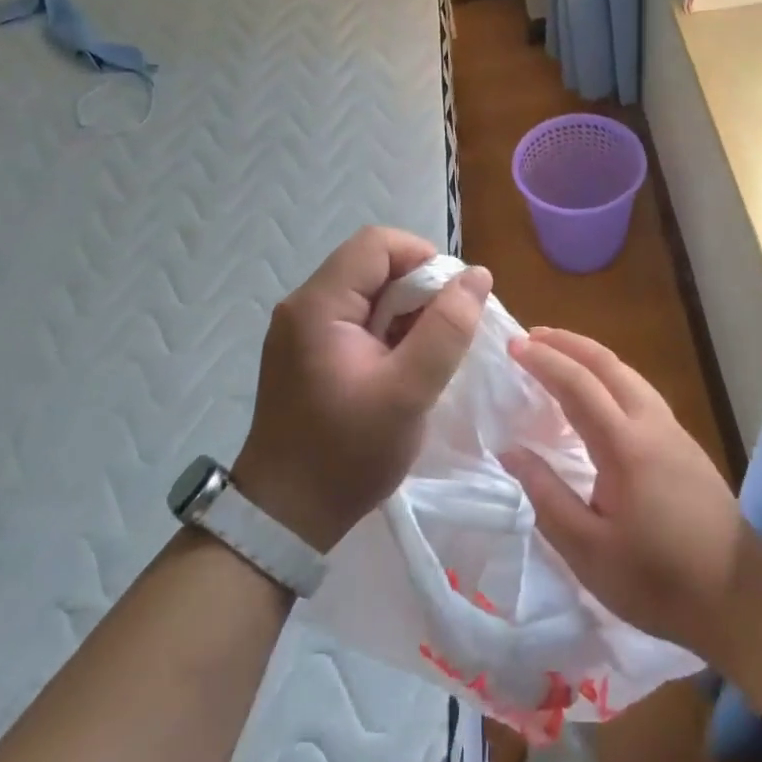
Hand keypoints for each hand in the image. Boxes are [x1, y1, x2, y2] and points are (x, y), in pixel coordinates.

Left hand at [233, 227, 491, 551]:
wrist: (285, 517)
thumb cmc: (347, 454)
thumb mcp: (408, 392)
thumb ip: (446, 330)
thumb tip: (477, 275)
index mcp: (319, 305)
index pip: (378, 244)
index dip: (423, 259)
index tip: (453, 301)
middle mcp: (304, 305)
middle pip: (372, 264)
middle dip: (418, 289)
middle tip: (445, 334)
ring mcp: (301, 328)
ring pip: (367, 291)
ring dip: (406, 312)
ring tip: (427, 355)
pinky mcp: (306, 351)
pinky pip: (356, 318)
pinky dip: (387, 330)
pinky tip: (402, 366)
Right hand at [498, 328, 761, 664]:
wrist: (739, 596)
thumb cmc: (657, 580)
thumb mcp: (587, 550)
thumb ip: (546, 495)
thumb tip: (511, 451)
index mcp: (625, 445)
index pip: (578, 385)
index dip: (544, 361)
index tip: (513, 346)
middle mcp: (652, 423)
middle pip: (608, 364)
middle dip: (568, 344)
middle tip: (532, 337)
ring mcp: (674, 430)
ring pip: (628, 374)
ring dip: (591, 356)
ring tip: (560, 356)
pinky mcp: (685, 444)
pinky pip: (641, 391)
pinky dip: (611, 376)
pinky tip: (600, 394)